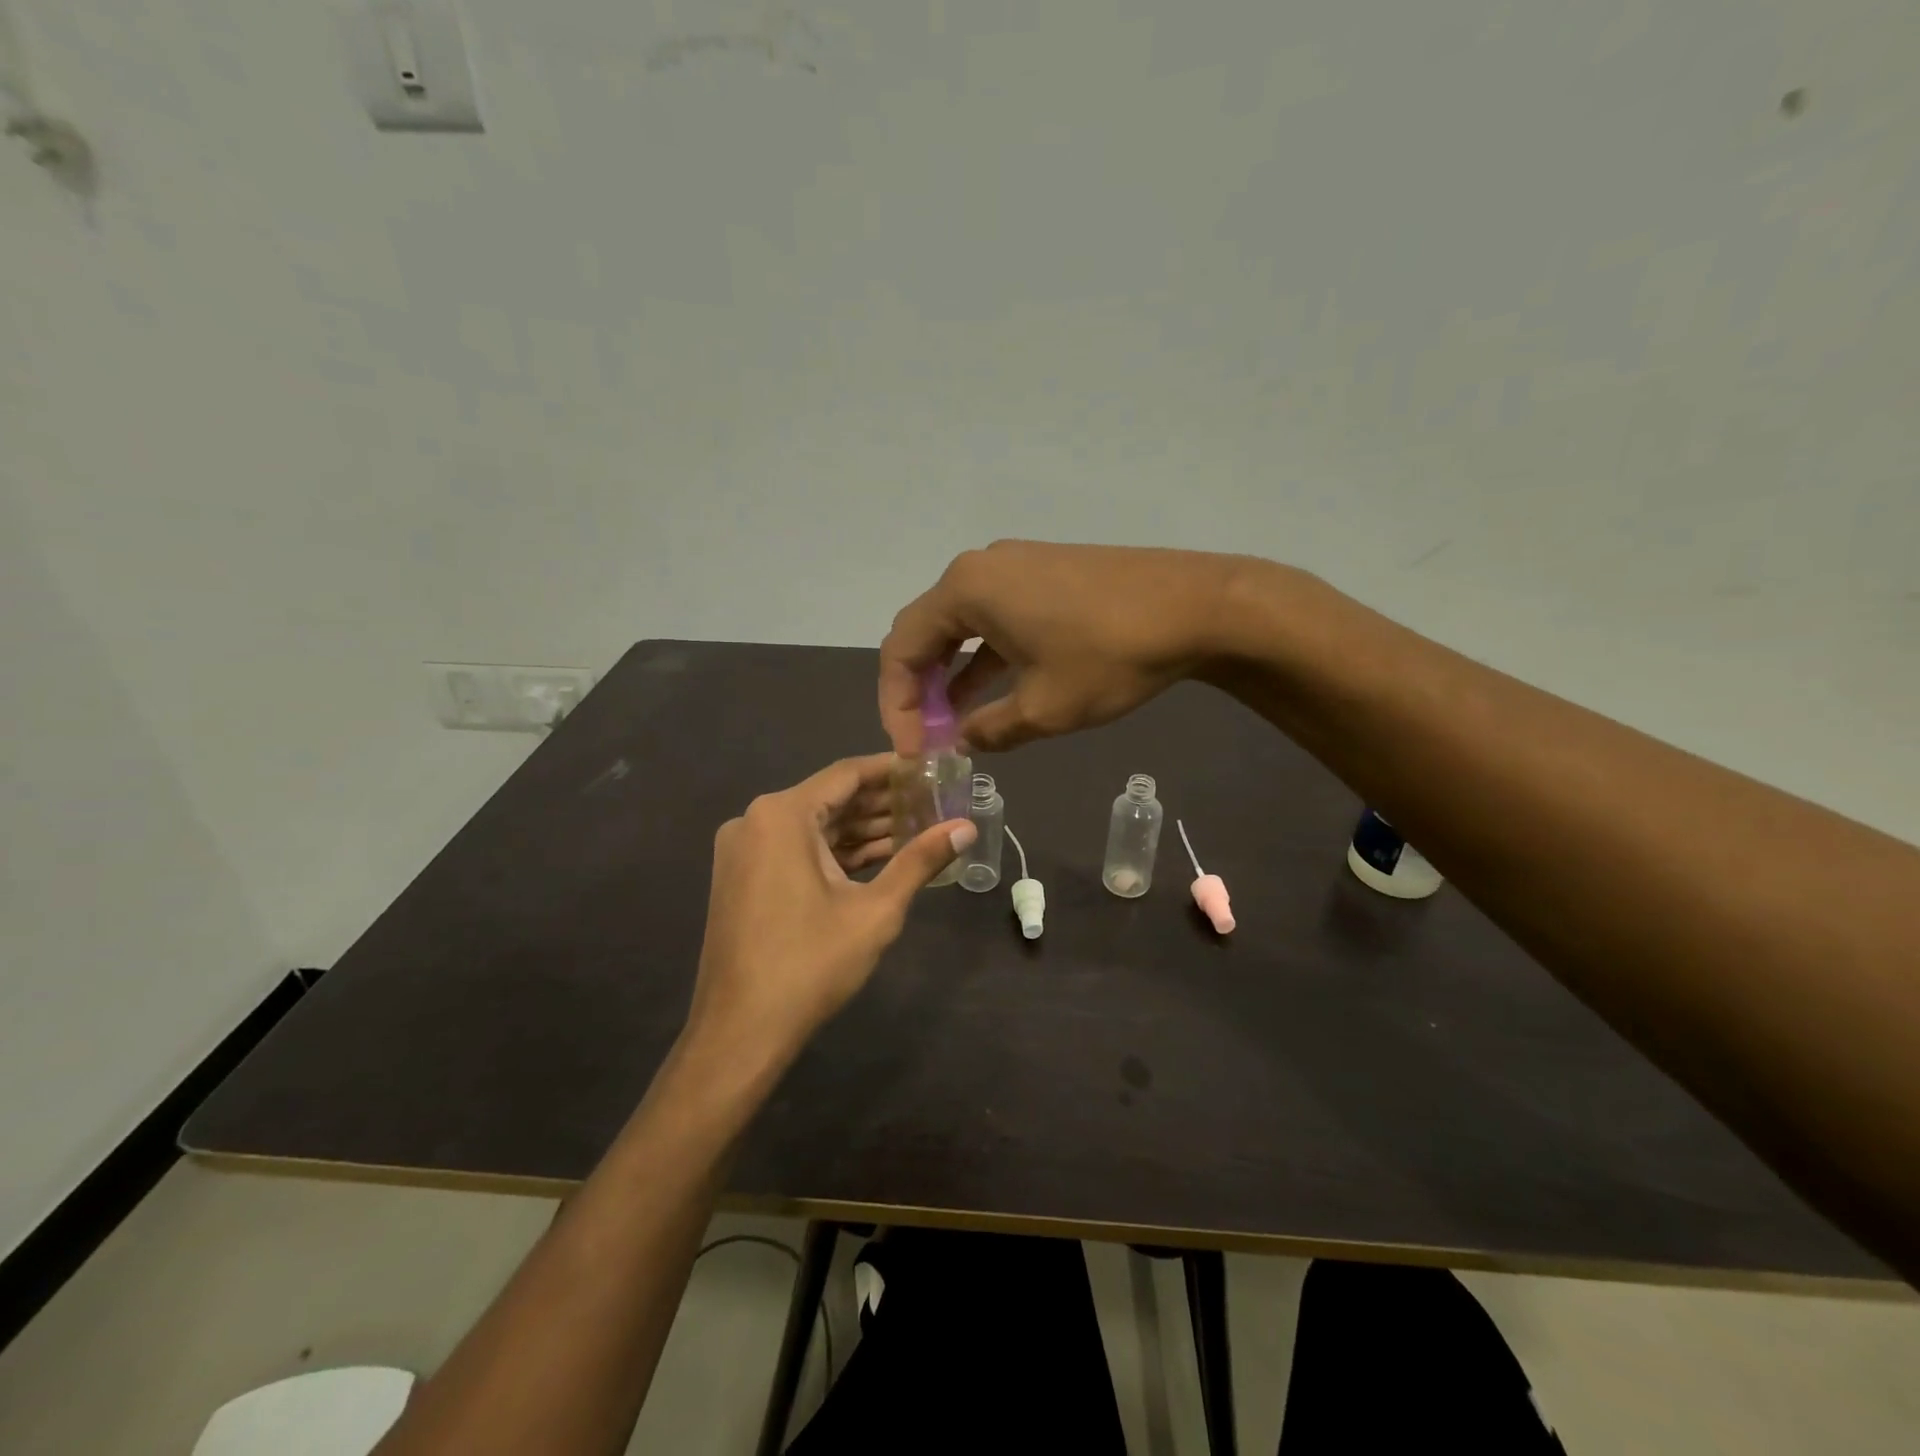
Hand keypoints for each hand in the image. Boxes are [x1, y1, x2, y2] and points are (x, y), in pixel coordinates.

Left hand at [684, 754, 975, 1070]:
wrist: (740, 1032)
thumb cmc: (810, 964)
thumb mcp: (875, 910)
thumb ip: (920, 860)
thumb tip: (966, 828)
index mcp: (781, 815)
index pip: (847, 775)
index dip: (892, 770)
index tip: (930, 769)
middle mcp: (755, 820)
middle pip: (830, 799)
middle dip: (882, 803)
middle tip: (933, 802)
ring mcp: (745, 850)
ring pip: (815, 827)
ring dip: (862, 830)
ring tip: (918, 828)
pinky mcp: (744, 877)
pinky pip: (797, 850)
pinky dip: (836, 853)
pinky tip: (880, 858)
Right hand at [880, 540, 1239, 754]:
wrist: (1198, 606)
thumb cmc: (1109, 656)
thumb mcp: (1044, 708)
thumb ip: (991, 730)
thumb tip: (964, 743)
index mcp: (965, 591)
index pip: (901, 649)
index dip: (896, 706)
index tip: (911, 750)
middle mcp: (980, 569)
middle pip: (926, 633)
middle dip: (920, 691)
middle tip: (927, 739)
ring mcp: (1015, 567)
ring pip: (962, 627)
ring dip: (953, 676)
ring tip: (955, 727)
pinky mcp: (1045, 574)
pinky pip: (996, 619)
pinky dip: (986, 657)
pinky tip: (992, 693)